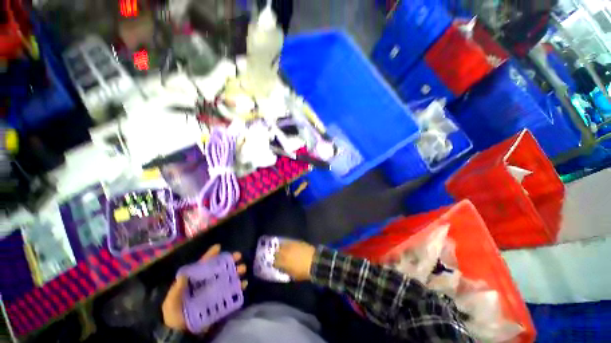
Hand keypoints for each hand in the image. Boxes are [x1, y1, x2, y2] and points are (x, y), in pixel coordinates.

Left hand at [162, 244, 247, 330]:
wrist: (180, 332)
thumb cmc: (175, 312)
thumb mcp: (172, 301)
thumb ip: (177, 289)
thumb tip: (183, 274)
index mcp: (195, 279)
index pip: (204, 264)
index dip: (211, 255)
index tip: (218, 247)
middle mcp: (207, 282)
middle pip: (219, 269)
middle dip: (229, 261)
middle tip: (238, 256)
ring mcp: (214, 291)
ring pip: (227, 278)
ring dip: (236, 272)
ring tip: (243, 269)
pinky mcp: (220, 301)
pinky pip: (231, 292)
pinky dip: (238, 287)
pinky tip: (243, 284)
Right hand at [274, 240, 315, 281]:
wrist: (315, 261)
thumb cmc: (304, 271)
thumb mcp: (294, 275)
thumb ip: (287, 271)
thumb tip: (284, 268)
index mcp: (284, 263)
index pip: (275, 262)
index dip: (275, 264)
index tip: (277, 265)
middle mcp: (285, 253)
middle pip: (277, 252)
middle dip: (277, 255)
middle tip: (278, 257)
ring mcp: (290, 246)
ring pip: (282, 245)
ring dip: (281, 248)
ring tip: (282, 249)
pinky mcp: (296, 241)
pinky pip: (289, 241)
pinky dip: (287, 243)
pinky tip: (288, 245)